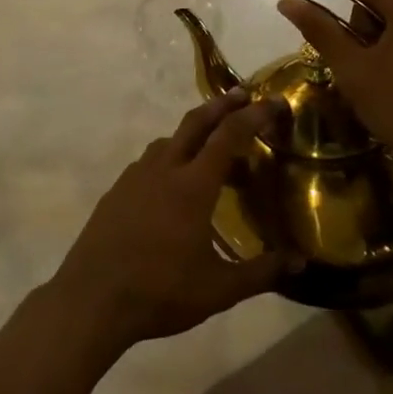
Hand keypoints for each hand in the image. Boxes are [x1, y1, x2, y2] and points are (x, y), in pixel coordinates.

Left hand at [46, 89, 285, 353]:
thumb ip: (262, 272)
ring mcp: (135, 177)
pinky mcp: (117, 190)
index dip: (253, 116)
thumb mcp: (220, 289)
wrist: (93, 298)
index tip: (273, 102)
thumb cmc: (161, 291)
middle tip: (242, 95)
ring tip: (212, 150)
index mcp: (192, 185)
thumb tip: (299, 261)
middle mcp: (163, 169)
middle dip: (220, 105)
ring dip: (193, 134)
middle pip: (194, 123)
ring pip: (169, 141)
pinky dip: (170, 157)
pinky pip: (149, 161)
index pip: (228, 136)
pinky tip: (174, 185)